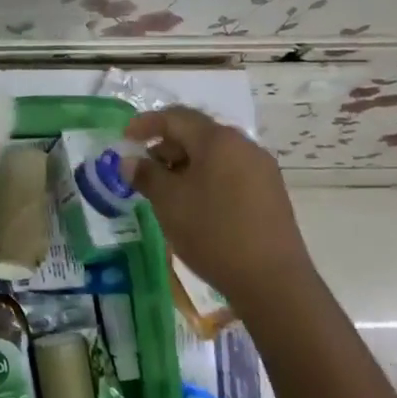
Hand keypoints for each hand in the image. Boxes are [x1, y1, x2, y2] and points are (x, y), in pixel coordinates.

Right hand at [124, 107, 314, 294]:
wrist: (272, 280)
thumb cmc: (213, 232)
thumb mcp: (169, 203)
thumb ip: (146, 175)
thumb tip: (129, 161)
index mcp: (218, 140)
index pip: (176, 117)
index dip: (146, 124)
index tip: (125, 138)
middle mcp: (244, 145)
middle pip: (198, 133)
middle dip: (166, 146)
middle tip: (144, 169)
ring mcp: (262, 169)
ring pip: (215, 154)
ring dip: (186, 164)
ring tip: (167, 190)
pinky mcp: (271, 192)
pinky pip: (231, 172)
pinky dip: (207, 177)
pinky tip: (195, 204)